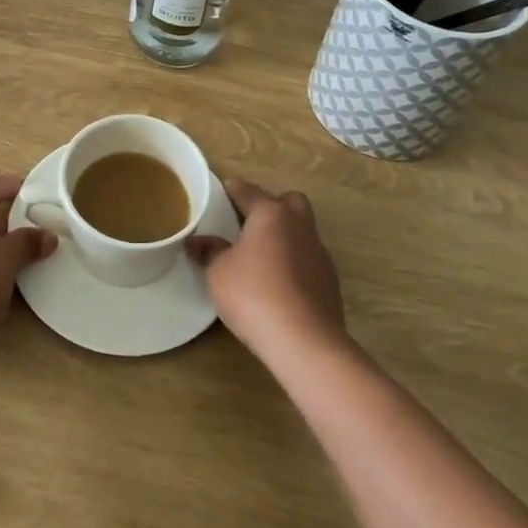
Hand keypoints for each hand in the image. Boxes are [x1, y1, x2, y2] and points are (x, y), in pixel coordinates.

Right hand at [189, 178, 346, 362]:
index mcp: (271, 214)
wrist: (304, 340)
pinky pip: (308, 259)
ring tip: (262, 256)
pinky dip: (294, 263)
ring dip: (284, 236)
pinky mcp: (330, 281)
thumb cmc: (253, 294)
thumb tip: (197, 241)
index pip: (249, 191)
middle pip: (289, 202)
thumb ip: (209, 251)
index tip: (225, 187)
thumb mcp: (219, 272)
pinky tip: (279, 283)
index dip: (234, 189)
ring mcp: (319, 253)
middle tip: (250, 222)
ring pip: (302, 231)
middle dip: (272, 206)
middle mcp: (299, 226)